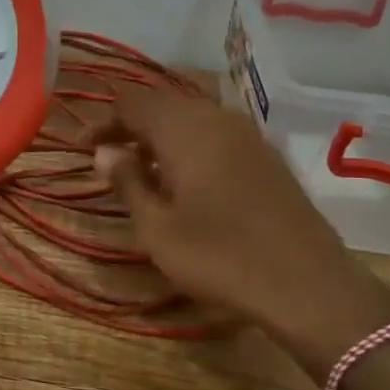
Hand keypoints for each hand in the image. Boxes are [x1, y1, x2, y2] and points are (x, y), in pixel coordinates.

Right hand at [91, 89, 389, 377]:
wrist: (307, 285)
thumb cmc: (220, 257)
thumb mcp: (157, 228)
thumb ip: (128, 182)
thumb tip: (106, 151)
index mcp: (185, 129)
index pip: (132, 103)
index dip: (103, 121)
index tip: (82, 148)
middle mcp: (217, 119)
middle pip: (163, 103)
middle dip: (130, 124)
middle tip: (107, 156)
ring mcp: (248, 135)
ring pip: (192, 116)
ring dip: (161, 134)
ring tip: (142, 167)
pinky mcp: (267, 156)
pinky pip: (217, 133)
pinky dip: (190, 144)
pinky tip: (185, 177)